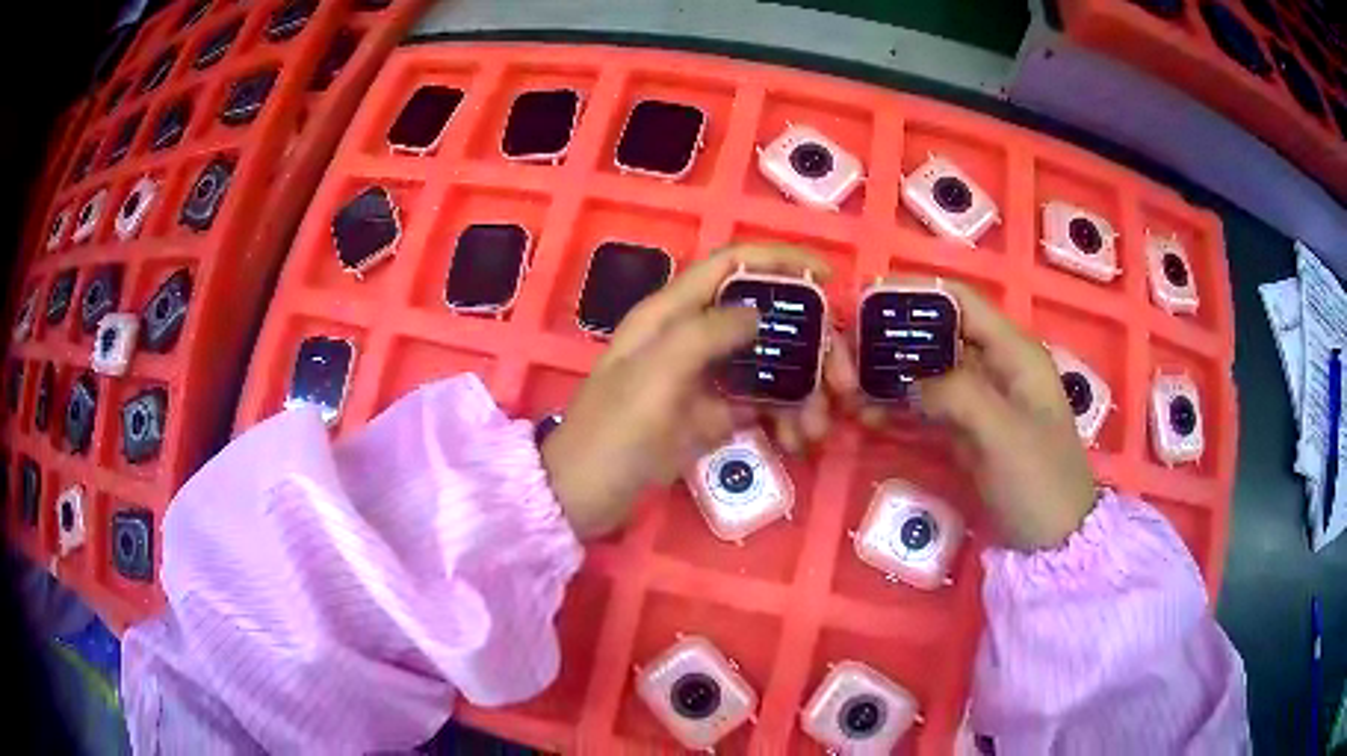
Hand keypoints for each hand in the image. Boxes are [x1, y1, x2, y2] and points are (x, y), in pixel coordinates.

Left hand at [540, 245, 835, 537]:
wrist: (581, 498)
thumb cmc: (611, 435)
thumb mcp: (653, 378)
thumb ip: (703, 334)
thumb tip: (758, 310)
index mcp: (670, 314)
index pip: (730, 265)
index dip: (779, 261)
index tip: (828, 277)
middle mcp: (691, 337)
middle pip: (764, 319)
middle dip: (810, 346)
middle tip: (843, 384)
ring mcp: (703, 377)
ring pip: (769, 365)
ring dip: (804, 391)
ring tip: (817, 431)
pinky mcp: (710, 414)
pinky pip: (760, 404)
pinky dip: (784, 418)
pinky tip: (796, 442)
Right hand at [835, 279, 1096, 550]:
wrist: (1054, 542)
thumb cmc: (1040, 480)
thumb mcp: (1003, 434)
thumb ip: (957, 394)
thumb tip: (906, 377)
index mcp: (1013, 353)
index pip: (961, 302)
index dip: (916, 294)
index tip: (867, 301)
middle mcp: (994, 368)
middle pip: (936, 337)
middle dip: (892, 342)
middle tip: (846, 355)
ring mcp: (979, 402)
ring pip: (926, 375)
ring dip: (888, 379)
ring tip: (845, 388)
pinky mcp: (966, 433)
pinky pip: (925, 411)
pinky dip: (897, 411)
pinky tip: (864, 416)